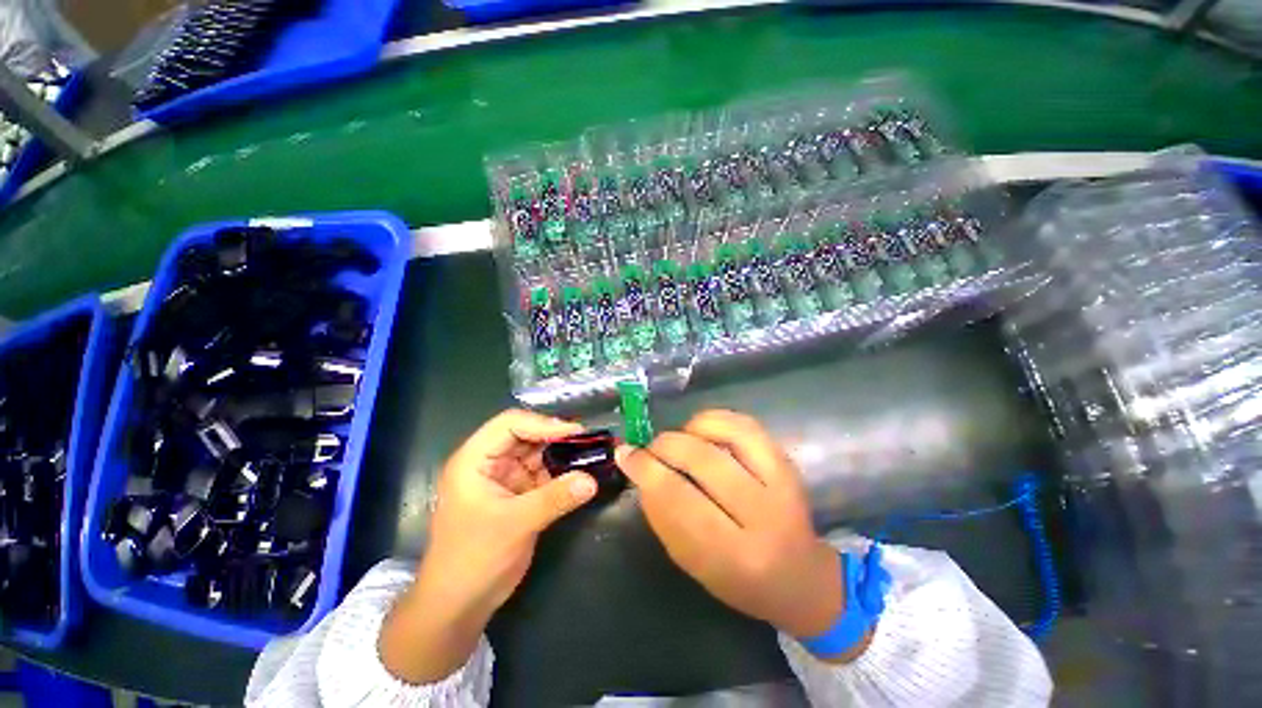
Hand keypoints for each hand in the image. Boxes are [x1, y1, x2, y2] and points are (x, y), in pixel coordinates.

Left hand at [381, 410, 596, 682]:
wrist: (459, 605)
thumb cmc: (474, 559)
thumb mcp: (515, 525)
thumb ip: (555, 499)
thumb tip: (591, 480)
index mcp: (474, 459)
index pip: (510, 424)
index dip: (542, 424)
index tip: (575, 433)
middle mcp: (489, 462)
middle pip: (526, 435)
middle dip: (556, 437)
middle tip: (588, 443)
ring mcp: (504, 478)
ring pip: (537, 453)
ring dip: (562, 454)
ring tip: (590, 455)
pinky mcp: (518, 494)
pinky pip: (543, 474)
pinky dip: (561, 473)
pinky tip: (581, 475)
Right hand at [618, 410, 867, 660]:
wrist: (800, 577)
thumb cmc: (738, 579)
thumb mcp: (692, 562)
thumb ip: (663, 515)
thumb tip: (638, 467)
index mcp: (735, 556)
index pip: (680, 500)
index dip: (646, 471)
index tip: (625, 455)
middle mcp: (764, 516)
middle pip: (704, 461)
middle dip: (665, 446)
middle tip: (649, 448)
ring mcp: (782, 483)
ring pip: (728, 435)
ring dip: (690, 430)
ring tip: (678, 440)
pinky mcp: (787, 462)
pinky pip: (746, 424)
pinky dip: (716, 419)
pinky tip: (700, 429)